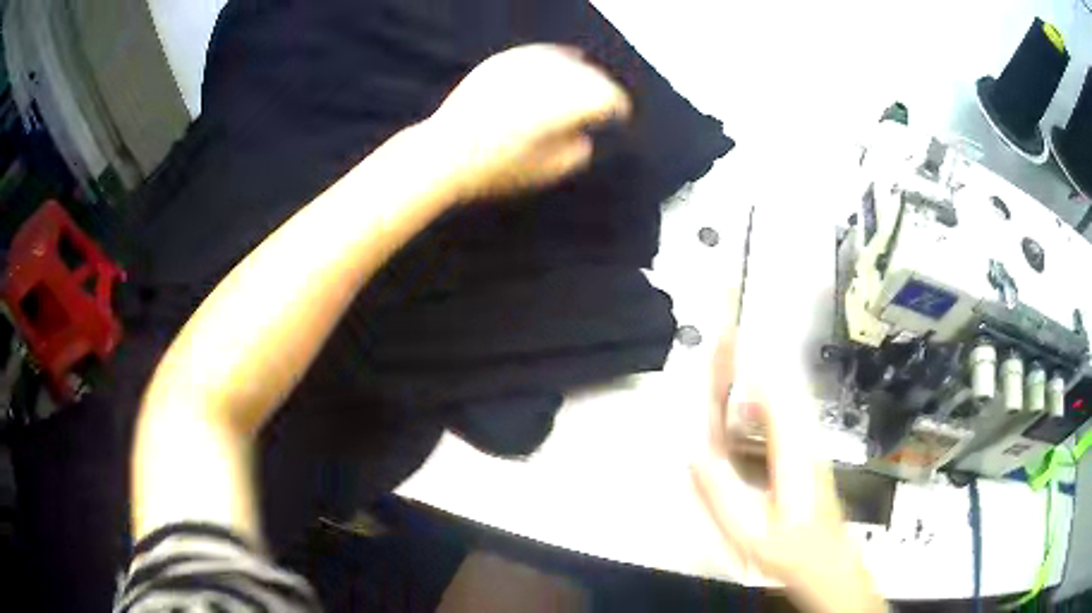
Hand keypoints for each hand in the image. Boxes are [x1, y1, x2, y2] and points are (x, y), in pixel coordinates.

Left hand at [424, 44, 631, 200]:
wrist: (444, 153)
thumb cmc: (498, 169)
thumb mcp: (548, 171)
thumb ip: (578, 151)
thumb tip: (585, 134)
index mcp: (565, 102)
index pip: (608, 96)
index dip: (619, 108)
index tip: (620, 118)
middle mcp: (547, 75)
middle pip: (591, 74)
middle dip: (601, 89)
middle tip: (603, 106)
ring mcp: (522, 63)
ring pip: (567, 59)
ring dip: (580, 73)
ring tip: (581, 88)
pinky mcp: (502, 60)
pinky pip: (539, 52)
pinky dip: (554, 60)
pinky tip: (558, 65)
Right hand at [692, 328, 885, 612]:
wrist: (827, 563)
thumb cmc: (789, 550)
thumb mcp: (748, 532)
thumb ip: (720, 494)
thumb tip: (694, 453)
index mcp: (792, 452)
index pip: (770, 392)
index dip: (749, 362)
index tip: (728, 334)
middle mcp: (804, 438)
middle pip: (777, 385)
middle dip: (750, 359)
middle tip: (724, 337)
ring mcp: (809, 444)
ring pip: (785, 397)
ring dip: (759, 375)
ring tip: (730, 361)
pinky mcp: (808, 453)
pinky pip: (786, 414)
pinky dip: (766, 399)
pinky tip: (748, 408)